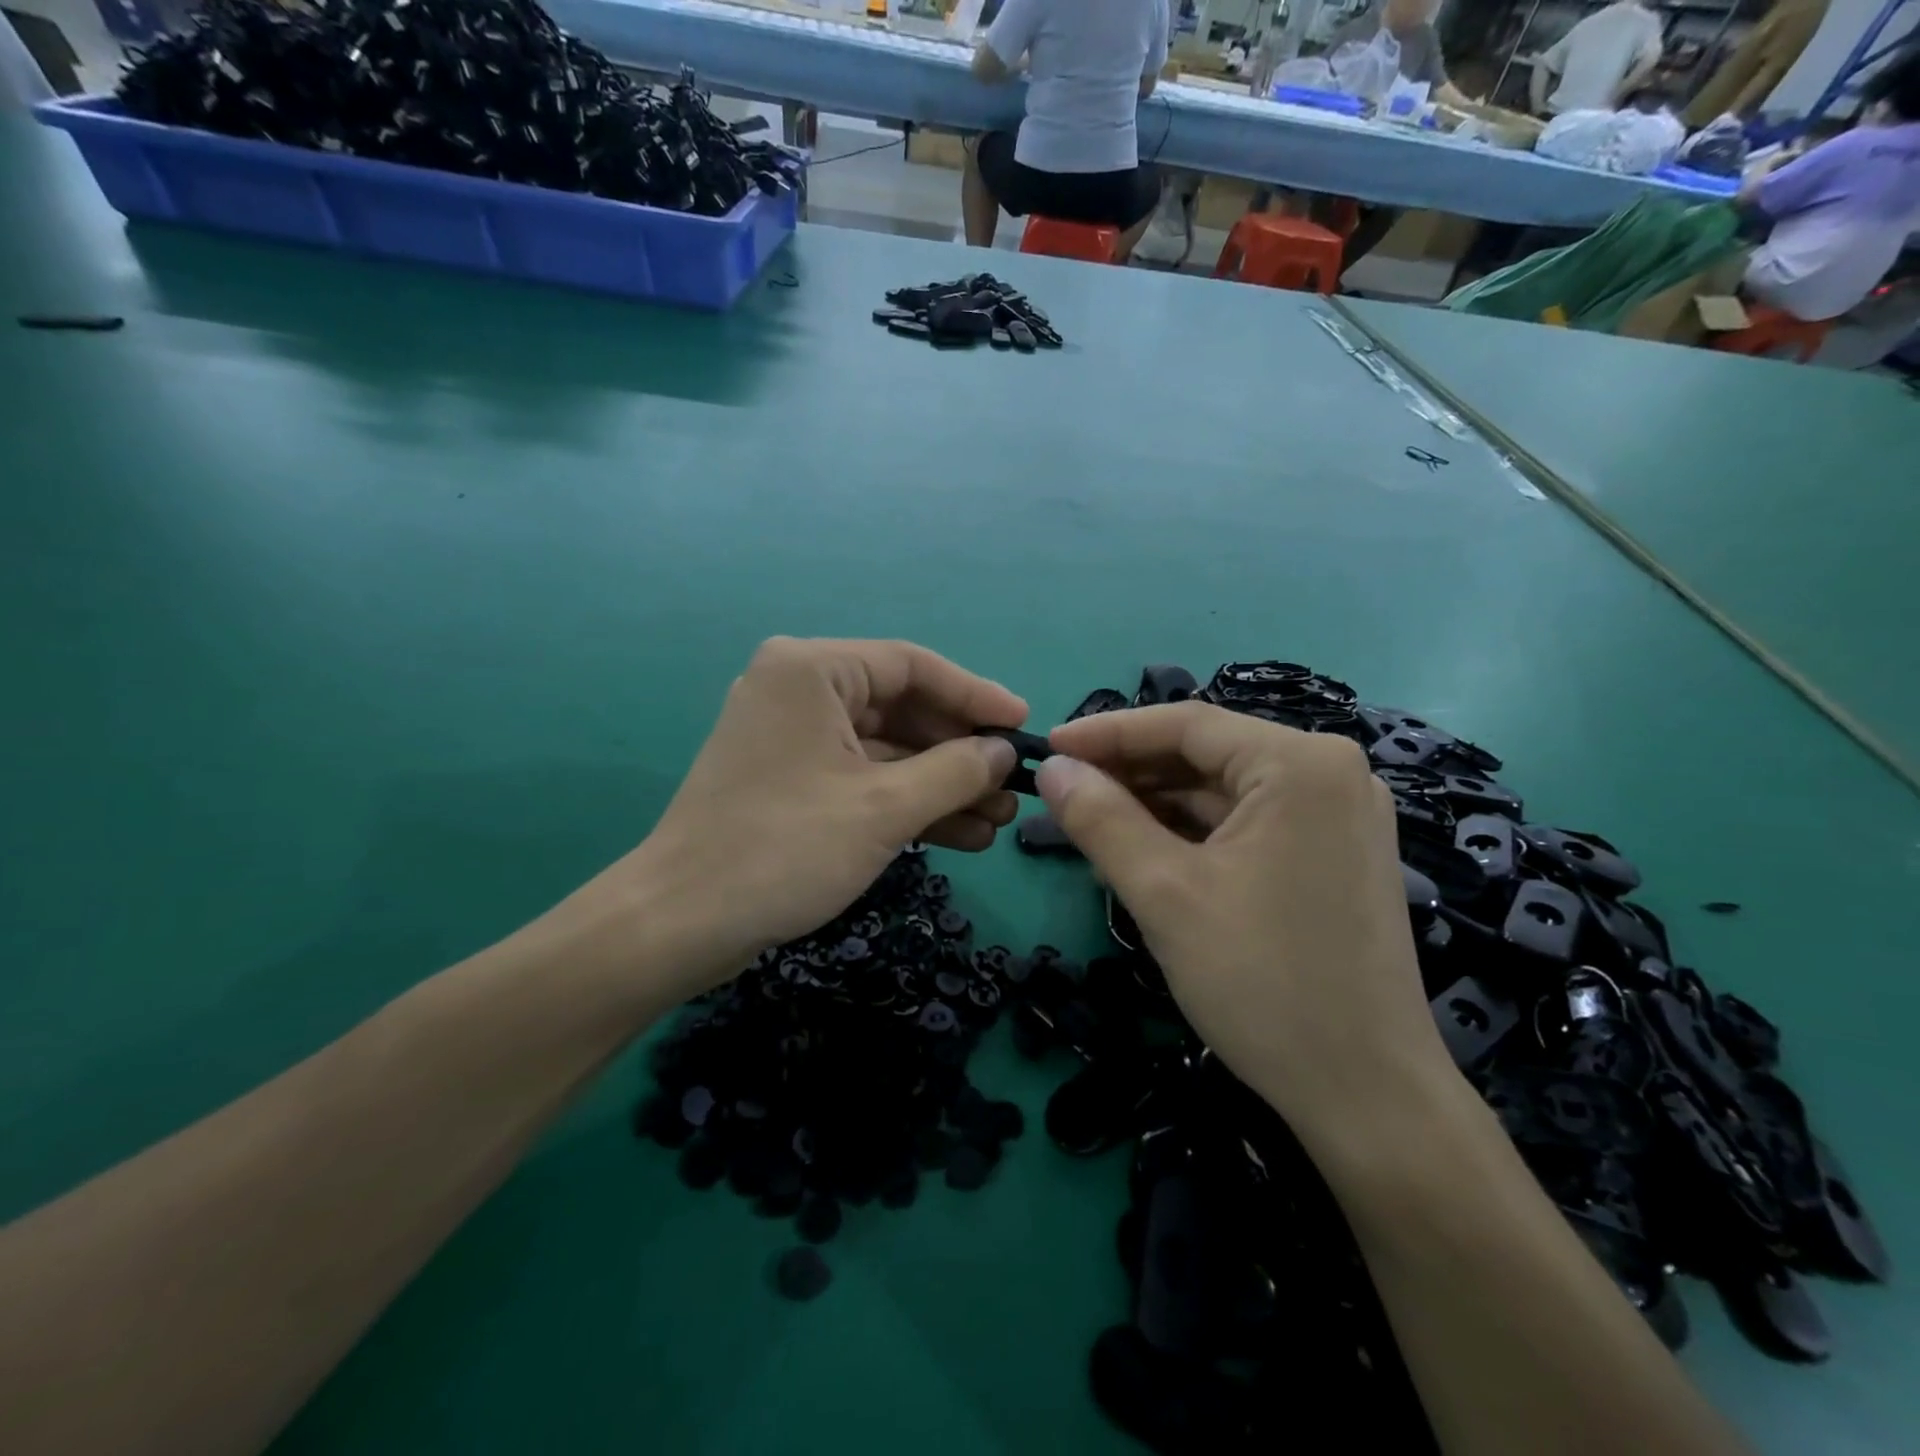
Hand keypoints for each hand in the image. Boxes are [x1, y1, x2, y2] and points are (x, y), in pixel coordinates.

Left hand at [553, 638, 1025, 999]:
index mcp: (811, 669)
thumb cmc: (784, 849)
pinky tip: (960, 835)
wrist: (681, 923)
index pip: (912, 665)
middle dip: (960, 753)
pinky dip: (907, 803)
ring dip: (940, 785)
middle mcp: (799, 689)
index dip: (975, 696)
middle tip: (1012, 787)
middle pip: (902, 708)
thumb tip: (1004, 752)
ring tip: (997, 821)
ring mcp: (793, 737)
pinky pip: (862, 778)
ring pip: (886, 750)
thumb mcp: (885, 808)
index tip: (1022, 726)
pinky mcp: (792, 780)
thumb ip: (956, 771)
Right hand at [1036, 704, 1454, 1148]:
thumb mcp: (1163, 893)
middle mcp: (1331, 773)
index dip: (1108, 732)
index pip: (1186, 724)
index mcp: (1301, 764)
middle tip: (1063, 789)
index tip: (1050, 747)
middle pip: (1207, 754)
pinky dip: (1193, 830)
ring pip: (1224, 790)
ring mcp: (1339, 815)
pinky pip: (1248, 821)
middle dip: (1131, 770)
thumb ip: (1100, 819)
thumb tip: (1051, 769)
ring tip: (1091, 817)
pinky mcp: (1334, 854)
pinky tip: (1144, 845)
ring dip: (1157, 802)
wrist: (1367, 1096)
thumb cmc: (1263, 983)